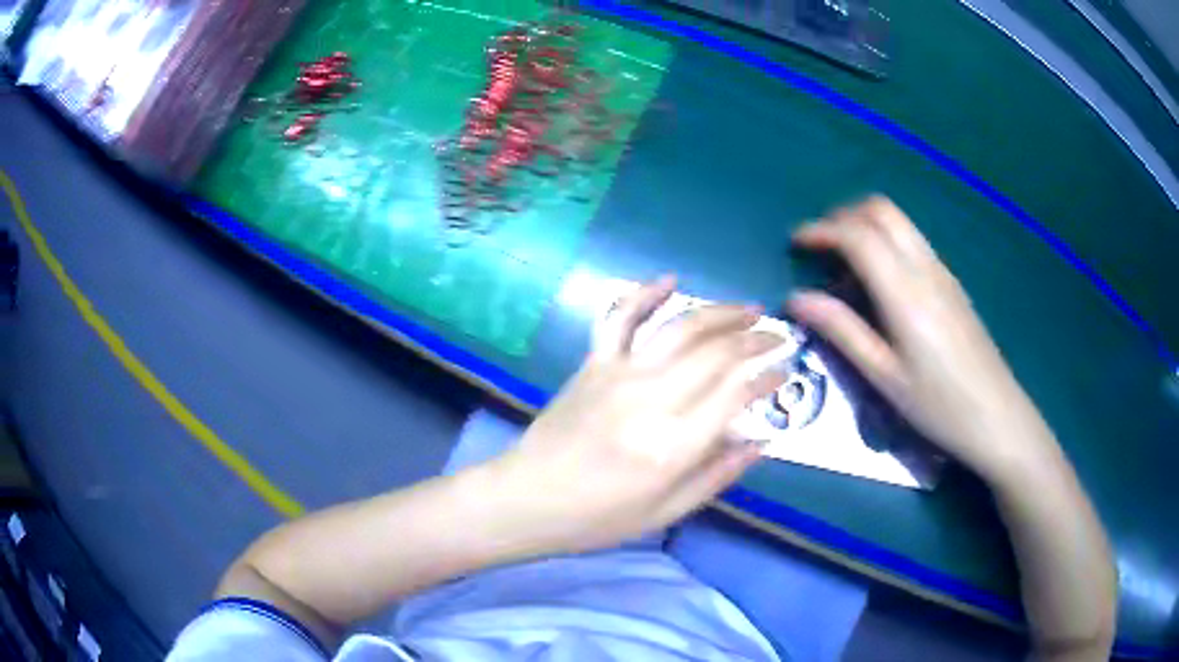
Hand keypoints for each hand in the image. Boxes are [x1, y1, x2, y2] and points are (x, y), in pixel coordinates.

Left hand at [488, 276, 784, 554]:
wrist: (527, 498)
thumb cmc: (598, 517)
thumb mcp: (666, 512)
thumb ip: (717, 475)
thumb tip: (761, 441)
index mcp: (673, 446)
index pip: (736, 393)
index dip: (768, 376)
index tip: (786, 370)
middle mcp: (651, 400)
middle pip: (717, 353)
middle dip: (755, 339)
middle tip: (777, 337)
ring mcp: (619, 374)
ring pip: (681, 327)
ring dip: (720, 311)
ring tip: (749, 308)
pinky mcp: (593, 363)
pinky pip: (620, 318)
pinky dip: (645, 293)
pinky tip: (670, 278)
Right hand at [788, 196, 1060, 481]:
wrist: (996, 415)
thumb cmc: (938, 405)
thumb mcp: (884, 376)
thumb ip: (842, 331)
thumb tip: (796, 299)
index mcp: (905, 292)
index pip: (858, 236)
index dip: (821, 231)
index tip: (795, 244)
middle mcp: (924, 268)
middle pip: (881, 211)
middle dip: (843, 217)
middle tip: (820, 248)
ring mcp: (942, 272)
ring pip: (899, 222)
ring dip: (865, 226)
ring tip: (843, 265)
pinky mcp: (951, 283)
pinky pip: (912, 241)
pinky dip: (885, 241)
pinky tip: (879, 283)